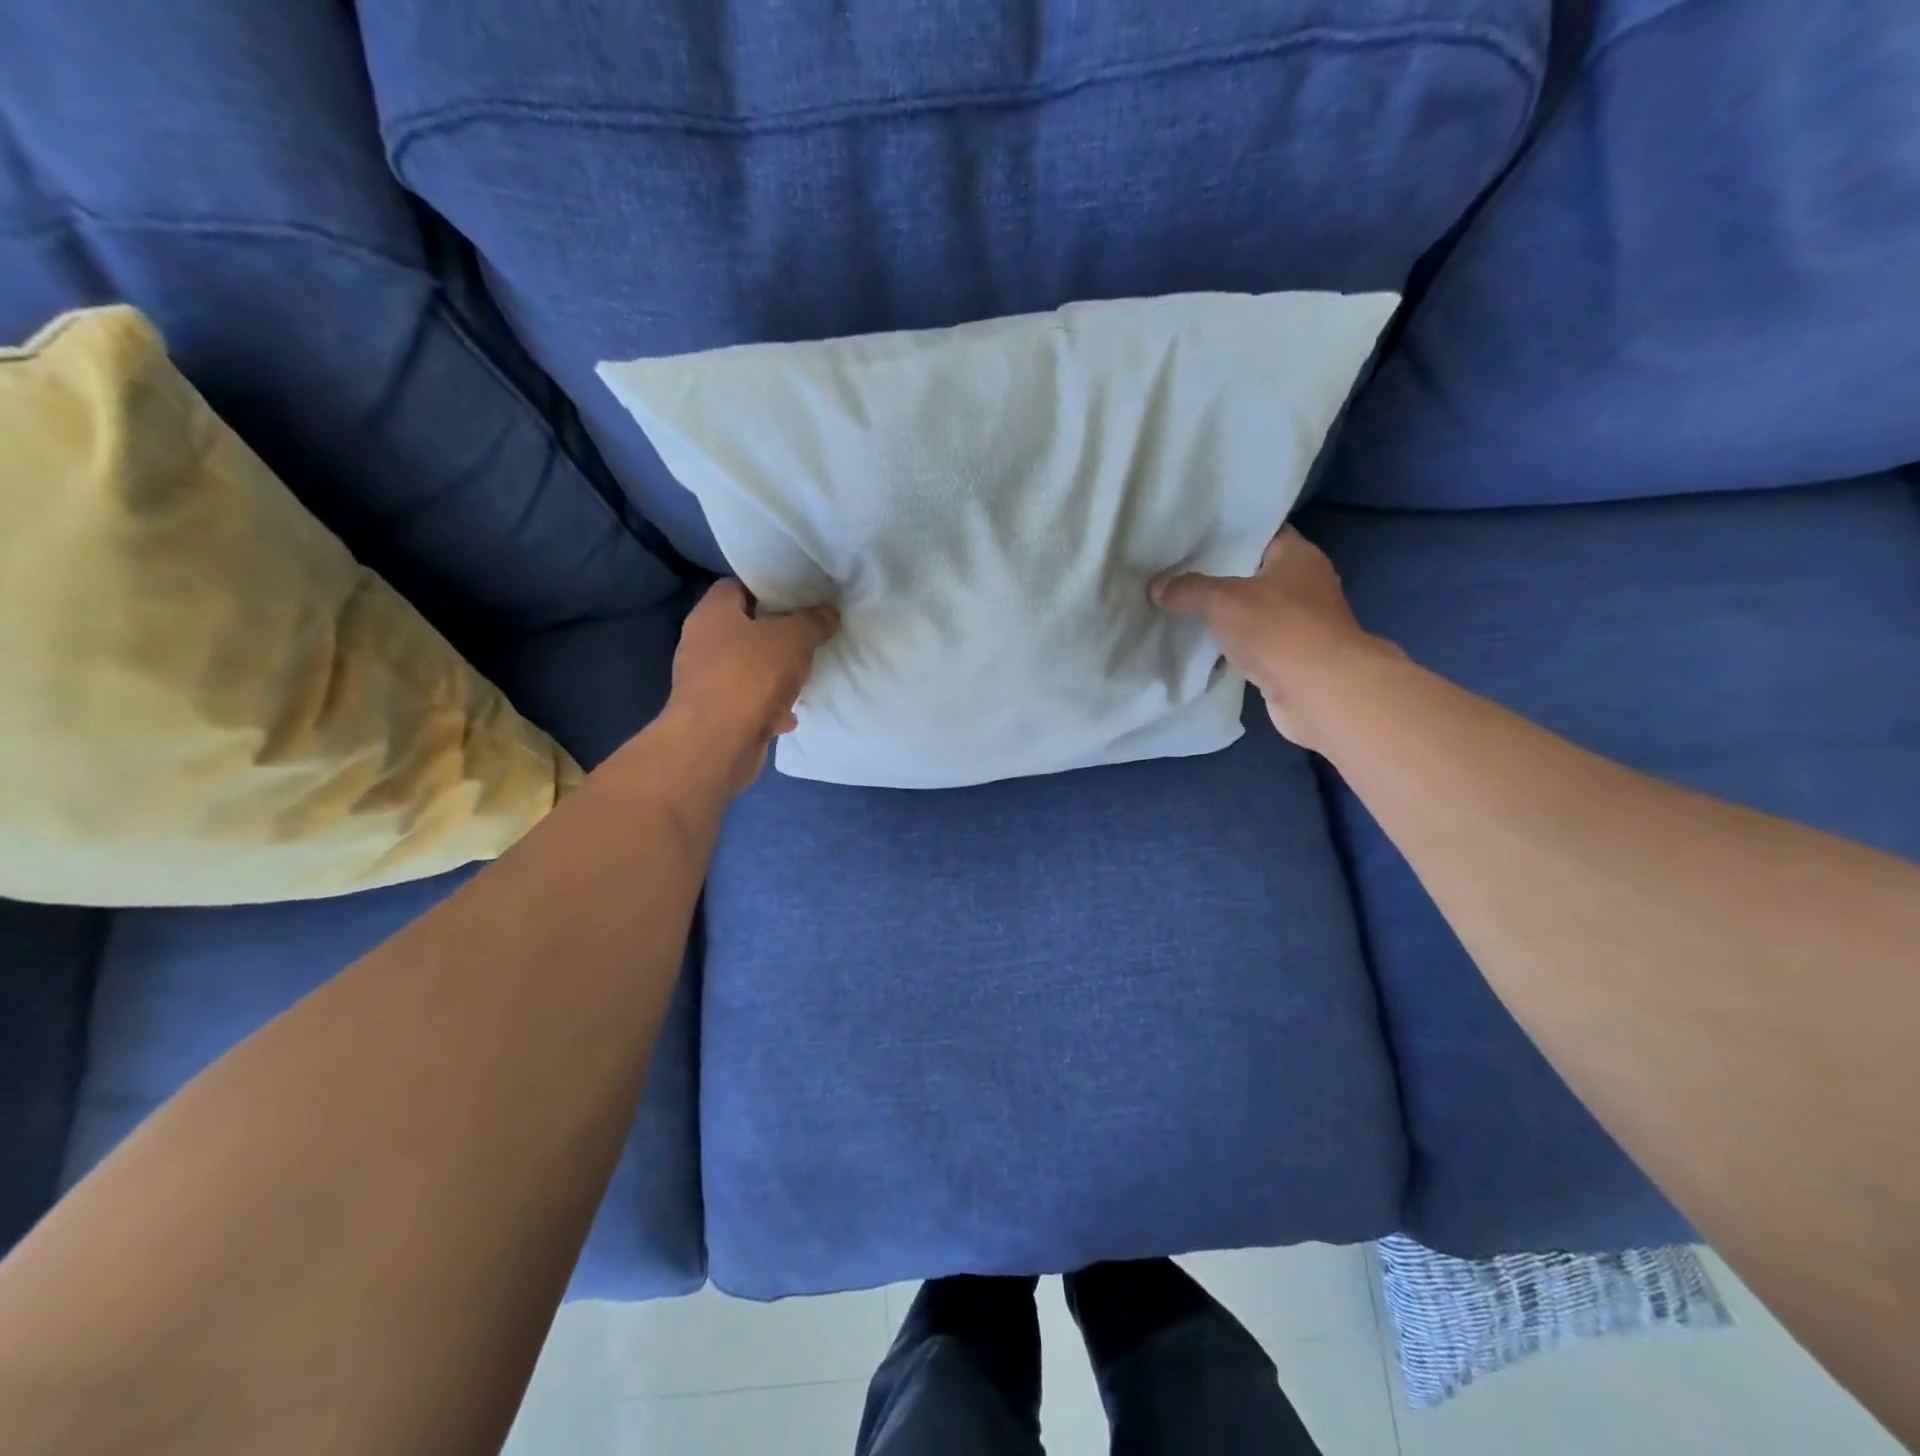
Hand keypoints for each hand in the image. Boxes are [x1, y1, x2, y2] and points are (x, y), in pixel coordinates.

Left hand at [665, 579, 839, 790]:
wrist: (717, 743)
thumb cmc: (751, 677)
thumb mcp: (794, 639)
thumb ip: (813, 622)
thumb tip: (828, 613)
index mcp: (712, 613)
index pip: (736, 586)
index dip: (767, 588)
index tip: (797, 596)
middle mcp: (701, 643)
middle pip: (742, 628)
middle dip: (774, 633)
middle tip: (807, 634)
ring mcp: (704, 681)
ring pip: (745, 668)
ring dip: (772, 672)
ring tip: (803, 674)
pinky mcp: (713, 714)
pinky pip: (746, 702)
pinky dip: (767, 706)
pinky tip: (789, 714)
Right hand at [1152, 525, 1399, 748]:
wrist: (1321, 693)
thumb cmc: (1278, 630)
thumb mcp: (1223, 601)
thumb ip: (1188, 590)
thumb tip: (1157, 586)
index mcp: (1298, 556)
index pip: (1260, 531)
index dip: (1227, 532)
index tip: (1191, 537)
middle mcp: (1303, 585)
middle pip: (1252, 573)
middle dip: (1216, 575)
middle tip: (1174, 572)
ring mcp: (1299, 624)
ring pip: (1250, 611)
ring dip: (1221, 615)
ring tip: (1178, 607)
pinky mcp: (1290, 658)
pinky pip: (1251, 644)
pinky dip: (1229, 646)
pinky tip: (1197, 646)